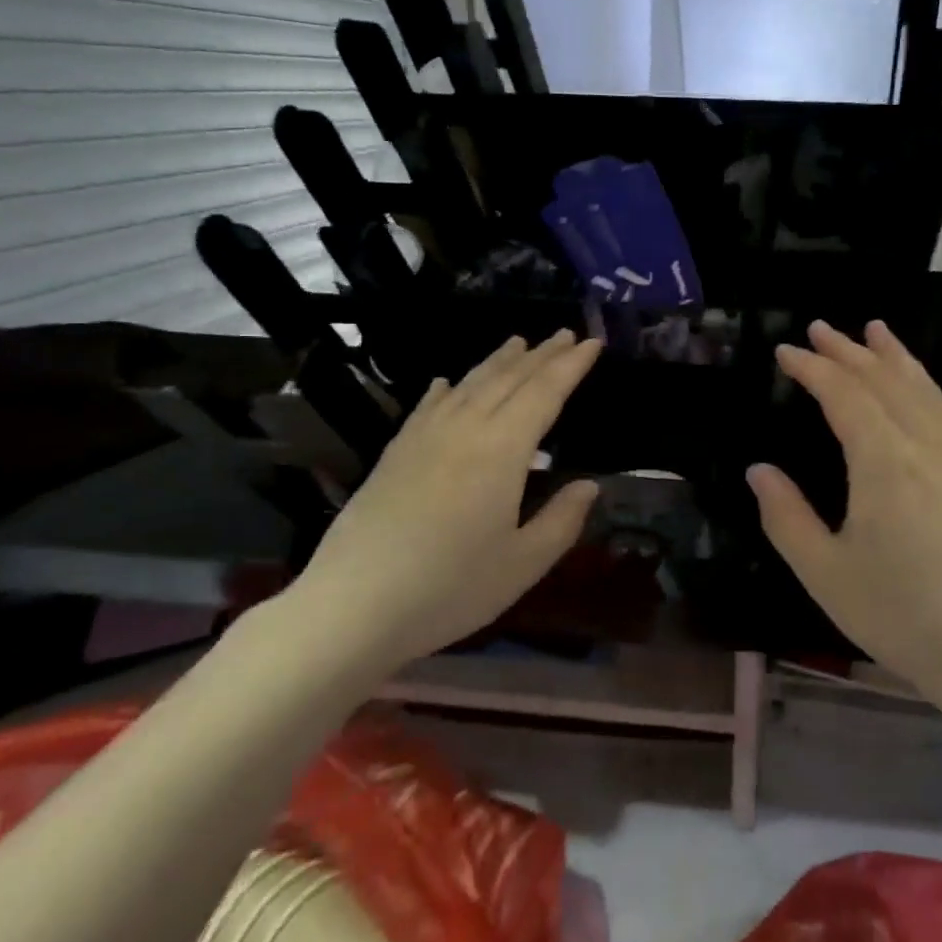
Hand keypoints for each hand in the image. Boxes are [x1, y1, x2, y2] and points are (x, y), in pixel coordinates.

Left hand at [288, 330, 602, 667]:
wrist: (350, 607)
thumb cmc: (449, 588)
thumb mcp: (523, 564)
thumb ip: (562, 520)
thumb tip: (589, 486)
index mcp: (502, 450)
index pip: (545, 393)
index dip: (571, 366)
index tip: (592, 343)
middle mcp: (464, 429)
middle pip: (509, 379)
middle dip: (541, 355)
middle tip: (565, 334)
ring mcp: (424, 438)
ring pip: (468, 384)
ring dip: (498, 361)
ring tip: (519, 342)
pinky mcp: (394, 454)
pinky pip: (427, 406)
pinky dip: (446, 388)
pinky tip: (447, 381)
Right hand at [746, 321, 941, 694]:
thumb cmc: (900, 614)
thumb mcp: (825, 573)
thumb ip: (786, 516)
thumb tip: (759, 470)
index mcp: (884, 462)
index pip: (844, 394)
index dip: (813, 368)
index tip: (786, 352)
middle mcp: (924, 445)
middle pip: (883, 380)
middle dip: (848, 350)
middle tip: (818, 328)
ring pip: (921, 388)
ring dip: (892, 356)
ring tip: (873, 330)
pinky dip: (922, 383)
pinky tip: (915, 384)